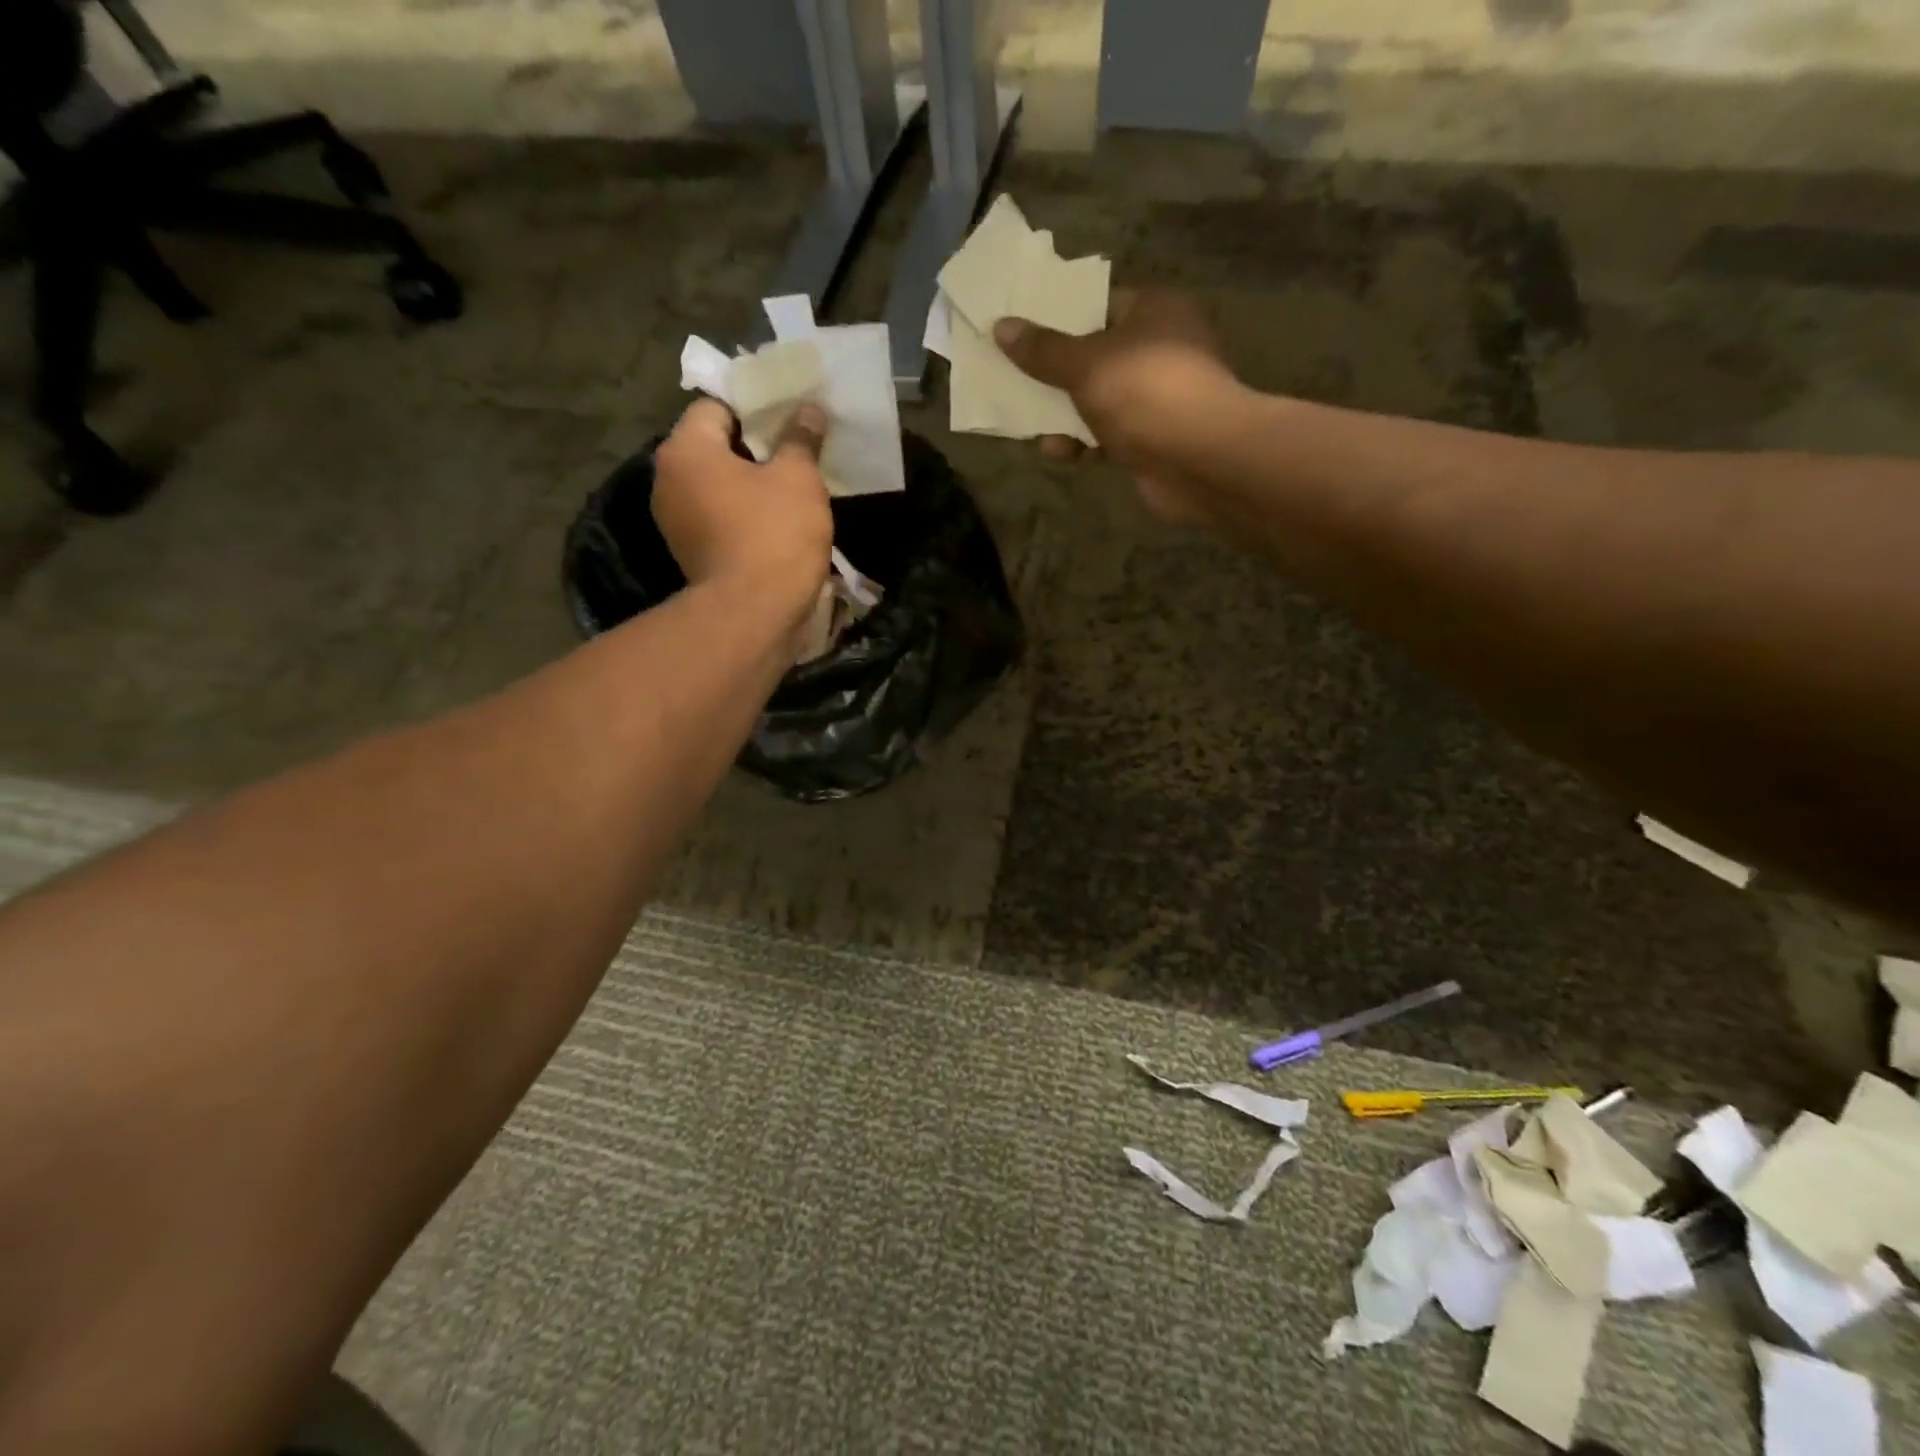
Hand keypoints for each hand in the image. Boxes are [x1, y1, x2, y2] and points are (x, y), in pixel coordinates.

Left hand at [652, 399, 832, 620]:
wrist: (754, 615)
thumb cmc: (774, 534)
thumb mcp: (798, 478)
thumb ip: (800, 438)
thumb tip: (809, 409)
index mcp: (686, 449)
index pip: (716, 407)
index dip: (756, 409)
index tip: (789, 421)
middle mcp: (668, 480)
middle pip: (714, 447)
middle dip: (754, 449)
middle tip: (795, 454)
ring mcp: (675, 522)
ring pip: (717, 486)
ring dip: (749, 486)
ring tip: (791, 491)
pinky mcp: (690, 554)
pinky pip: (718, 519)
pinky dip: (742, 516)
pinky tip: (776, 525)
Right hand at [993, 289, 1242, 523]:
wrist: (1199, 460)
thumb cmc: (1144, 392)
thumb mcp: (1085, 364)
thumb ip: (1042, 350)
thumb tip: (1002, 327)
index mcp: (1152, 311)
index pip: (1098, 304)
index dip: (1058, 316)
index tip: (1019, 328)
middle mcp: (1157, 350)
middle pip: (1094, 355)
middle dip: (1053, 371)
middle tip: (1011, 375)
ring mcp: (1155, 399)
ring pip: (1096, 401)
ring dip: (1062, 413)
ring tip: (1023, 418)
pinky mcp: (1149, 442)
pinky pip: (1105, 438)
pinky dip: (1080, 444)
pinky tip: (1054, 451)